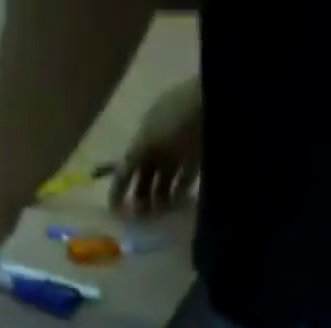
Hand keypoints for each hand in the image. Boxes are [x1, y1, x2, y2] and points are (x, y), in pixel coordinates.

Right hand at [110, 78, 201, 215]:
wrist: (215, 104)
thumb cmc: (176, 117)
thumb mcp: (147, 138)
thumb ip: (131, 161)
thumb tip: (118, 180)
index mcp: (144, 134)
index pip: (127, 164)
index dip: (120, 187)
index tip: (115, 211)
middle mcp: (159, 143)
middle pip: (146, 177)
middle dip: (141, 197)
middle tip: (142, 219)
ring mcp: (178, 151)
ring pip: (163, 183)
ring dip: (159, 200)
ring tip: (159, 216)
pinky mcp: (196, 161)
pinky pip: (184, 183)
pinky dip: (179, 195)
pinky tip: (177, 205)